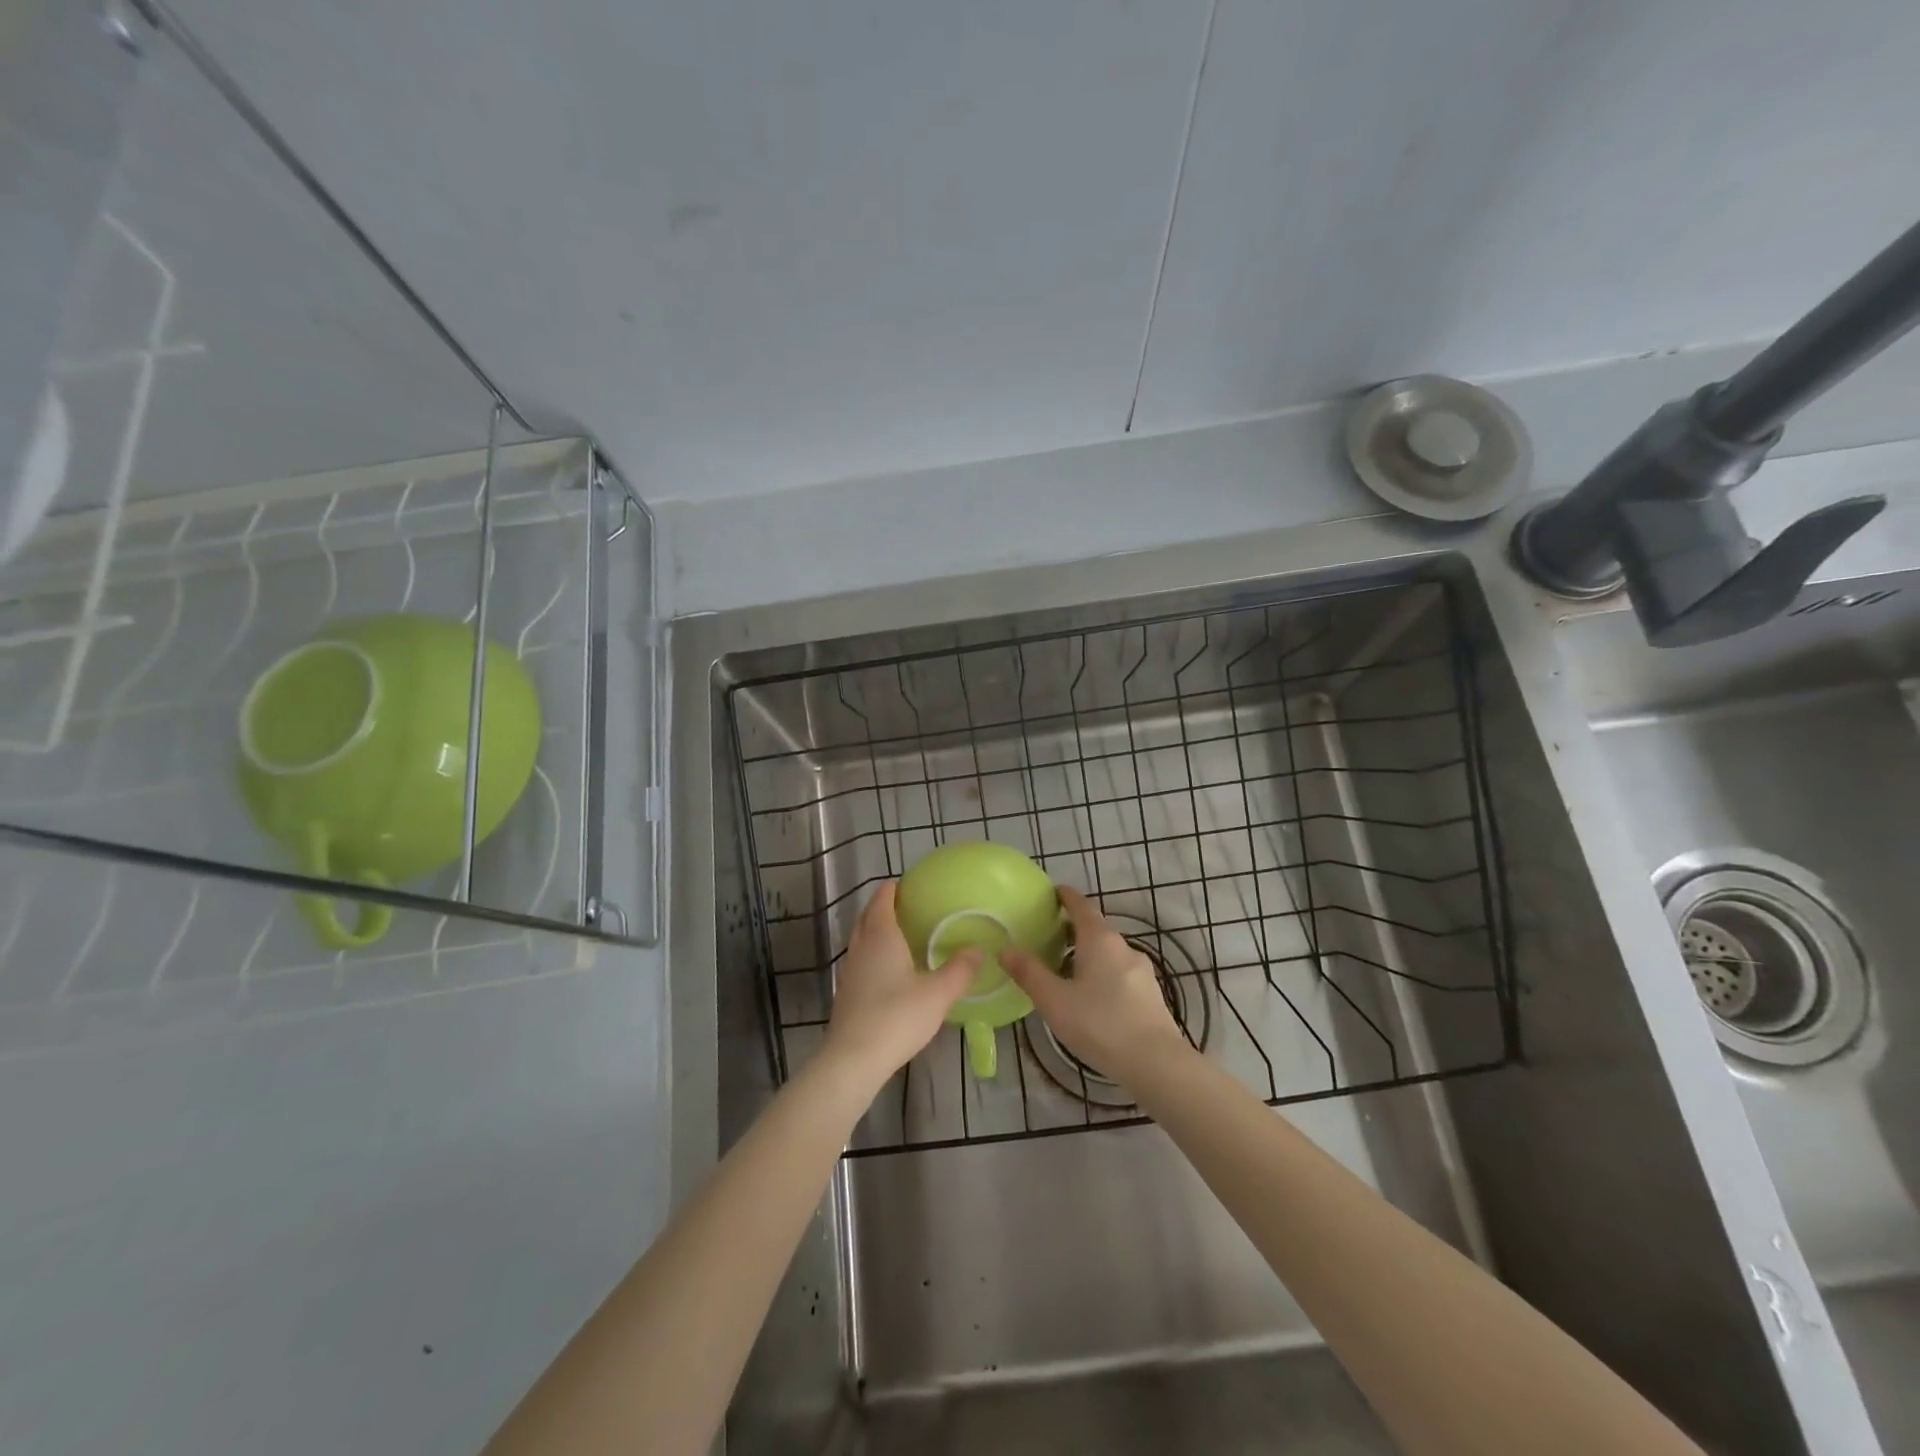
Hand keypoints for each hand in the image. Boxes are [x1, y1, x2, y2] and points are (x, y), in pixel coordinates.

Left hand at [820, 882, 981, 1090]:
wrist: (853, 1060)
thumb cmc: (896, 1017)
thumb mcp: (938, 994)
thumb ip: (960, 970)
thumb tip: (978, 949)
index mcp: (881, 937)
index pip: (882, 900)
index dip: (893, 889)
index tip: (908, 883)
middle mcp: (861, 947)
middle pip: (868, 916)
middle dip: (882, 906)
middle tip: (907, 905)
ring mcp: (850, 971)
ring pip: (861, 938)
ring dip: (876, 930)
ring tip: (901, 934)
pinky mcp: (847, 993)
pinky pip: (861, 959)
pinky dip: (873, 953)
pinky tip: (890, 969)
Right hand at [1004, 886, 1190, 1085]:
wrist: (1156, 1063)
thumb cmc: (1100, 1024)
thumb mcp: (1054, 1000)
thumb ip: (1029, 973)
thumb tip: (1004, 949)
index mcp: (1099, 939)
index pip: (1081, 905)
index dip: (1065, 896)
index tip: (1051, 892)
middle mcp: (1123, 947)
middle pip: (1095, 928)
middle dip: (1072, 929)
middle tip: (1047, 938)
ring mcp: (1141, 970)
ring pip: (1109, 953)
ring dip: (1088, 954)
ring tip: (1066, 971)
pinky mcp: (1151, 994)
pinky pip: (1120, 973)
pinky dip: (1103, 974)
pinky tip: (1093, 997)